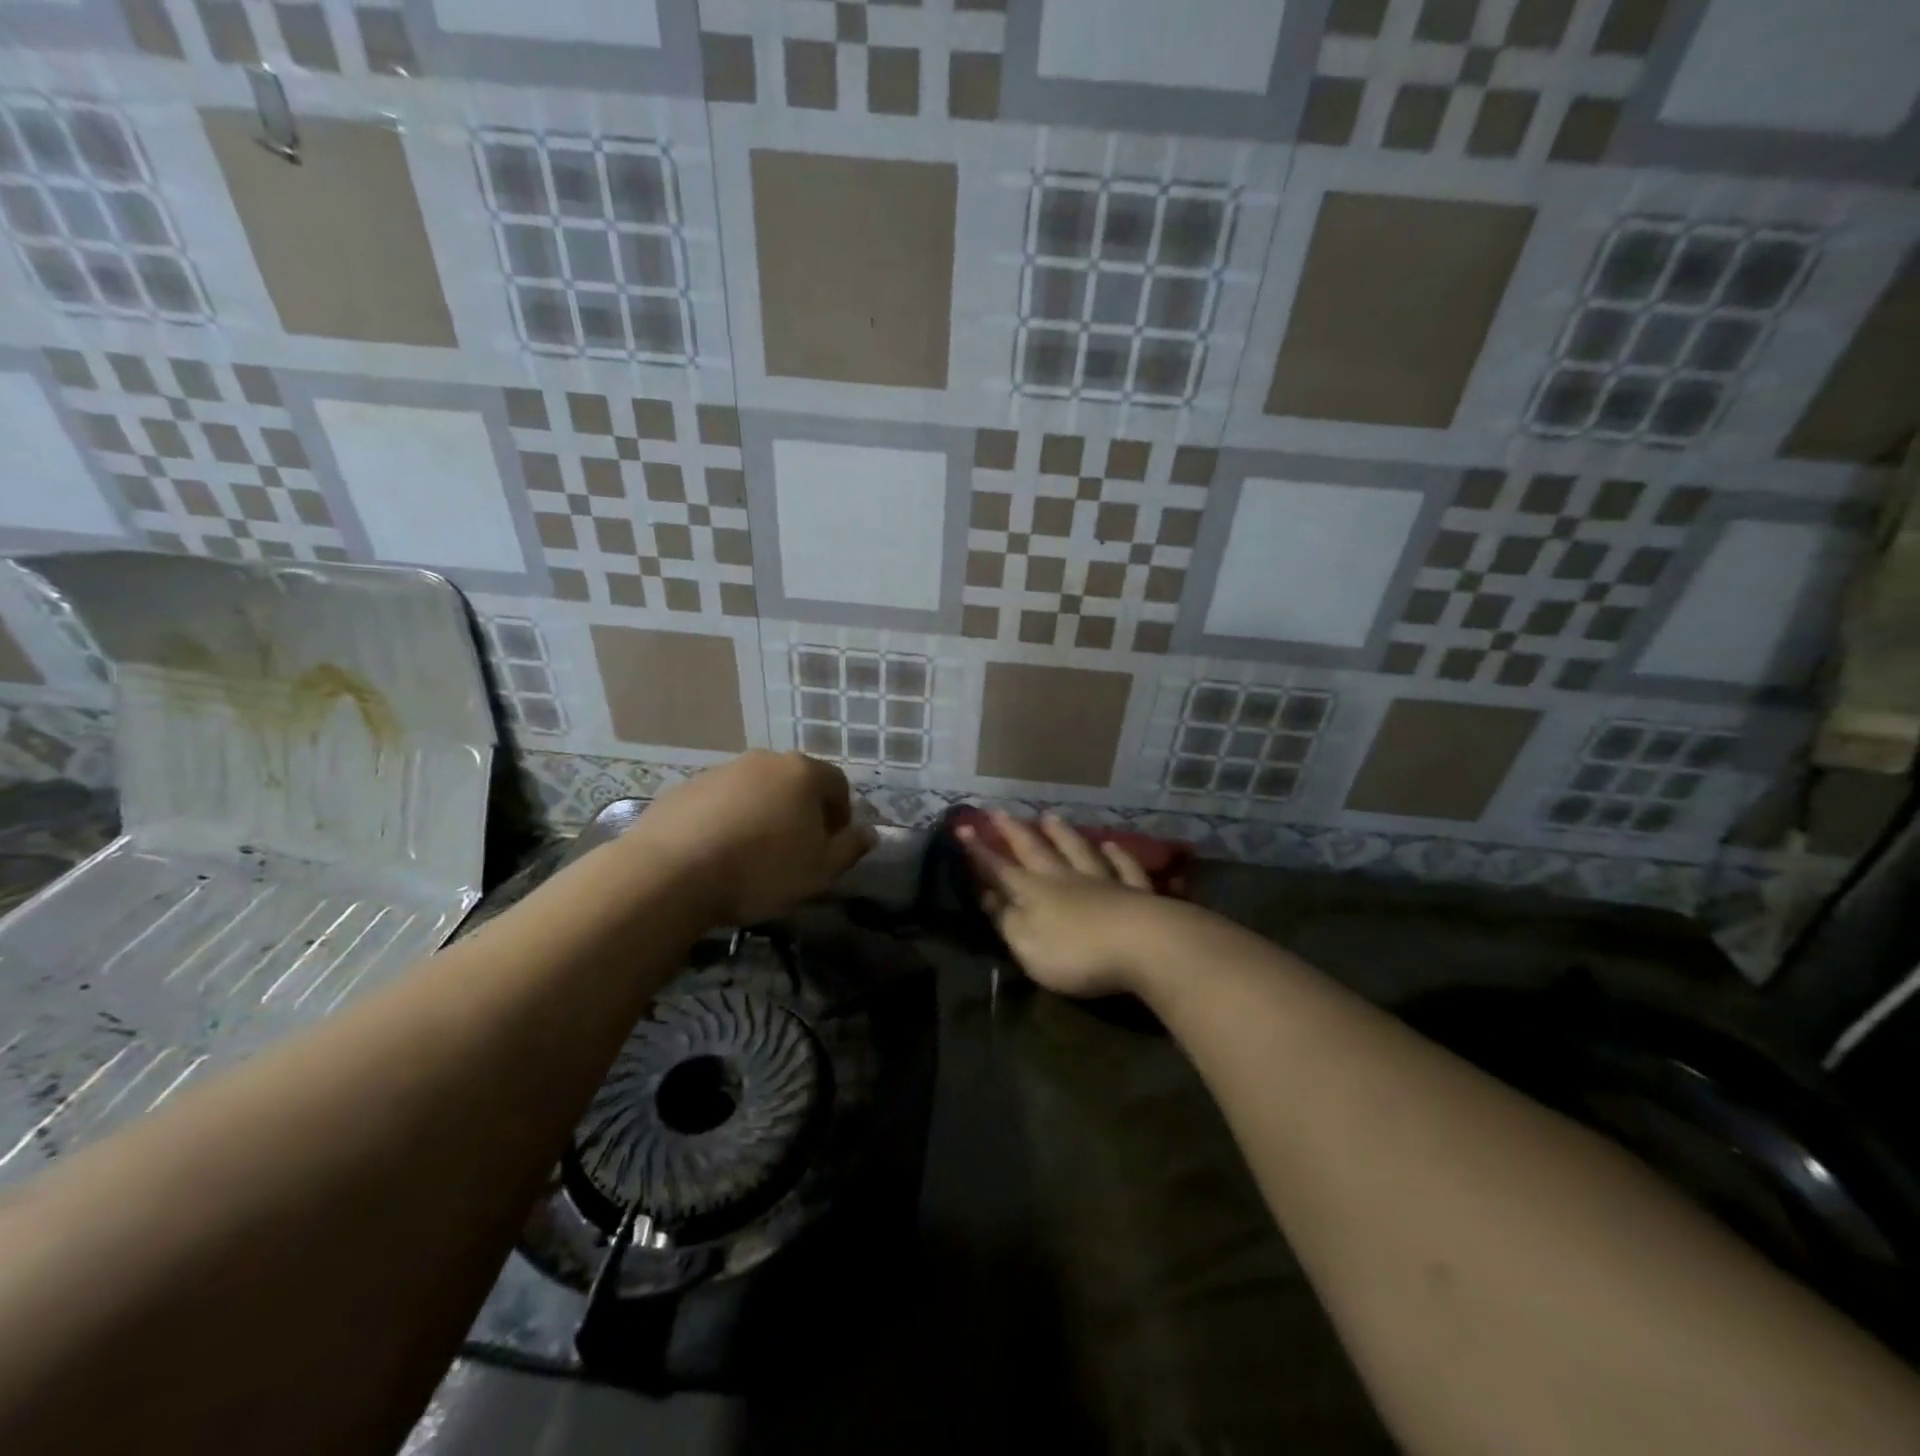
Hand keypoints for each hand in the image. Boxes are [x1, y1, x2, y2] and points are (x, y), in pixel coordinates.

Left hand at [624, 751, 874, 925]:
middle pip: (795, 783)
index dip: (841, 816)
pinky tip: (718, 854)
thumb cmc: (761, 869)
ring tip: (753, 855)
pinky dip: (728, 821)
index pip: (838, 785)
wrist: (671, 873)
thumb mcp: (820, 869)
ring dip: (763, 815)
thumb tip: (870, 833)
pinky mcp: (686, 788)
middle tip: (796, 851)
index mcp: (803, 773)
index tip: (831, 846)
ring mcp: (722, 771)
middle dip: (802, 813)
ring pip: (756, 791)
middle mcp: (764, 761)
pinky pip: (721, 803)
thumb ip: (851, 848)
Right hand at [960, 811, 1165, 997]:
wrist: (1143, 946)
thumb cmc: (1076, 952)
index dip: (980, 853)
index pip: (1001, 870)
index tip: (963, 829)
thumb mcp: (1028, 945)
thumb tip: (989, 897)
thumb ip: (1008, 920)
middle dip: (1015, 833)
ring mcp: (1104, 882)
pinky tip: (1111, 844)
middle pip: (1037, 851)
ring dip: (1062, 834)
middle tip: (999, 811)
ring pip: (1078, 851)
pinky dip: (1117, 855)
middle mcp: (1066, 880)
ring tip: (1049, 816)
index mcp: (1035, 894)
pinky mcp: (1137, 893)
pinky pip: (1124, 868)